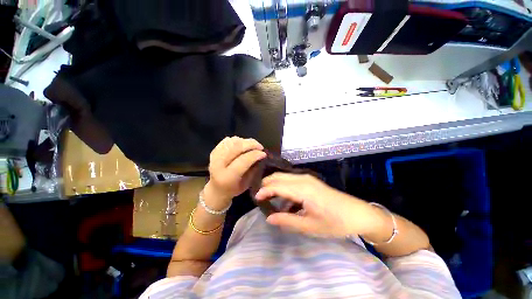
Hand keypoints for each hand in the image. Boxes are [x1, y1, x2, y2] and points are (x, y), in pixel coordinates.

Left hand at [205, 137, 266, 207]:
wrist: (216, 190)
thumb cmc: (234, 189)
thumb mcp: (247, 184)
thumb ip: (253, 169)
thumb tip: (261, 155)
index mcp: (227, 176)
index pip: (243, 160)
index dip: (255, 154)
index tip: (263, 153)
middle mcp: (218, 165)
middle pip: (236, 147)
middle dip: (251, 144)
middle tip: (260, 146)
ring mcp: (214, 157)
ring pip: (232, 142)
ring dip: (245, 141)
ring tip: (252, 145)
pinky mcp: (214, 152)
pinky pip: (226, 141)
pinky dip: (236, 140)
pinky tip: (242, 144)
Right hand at [255, 173, 385, 237]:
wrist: (357, 213)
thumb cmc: (334, 222)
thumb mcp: (309, 226)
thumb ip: (287, 220)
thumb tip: (269, 218)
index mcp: (302, 189)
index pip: (277, 185)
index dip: (264, 190)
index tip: (255, 198)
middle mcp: (303, 179)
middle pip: (278, 177)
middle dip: (266, 184)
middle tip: (259, 196)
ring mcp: (307, 178)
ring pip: (284, 177)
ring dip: (274, 185)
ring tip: (267, 197)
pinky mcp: (310, 181)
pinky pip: (291, 180)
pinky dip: (283, 187)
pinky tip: (283, 200)